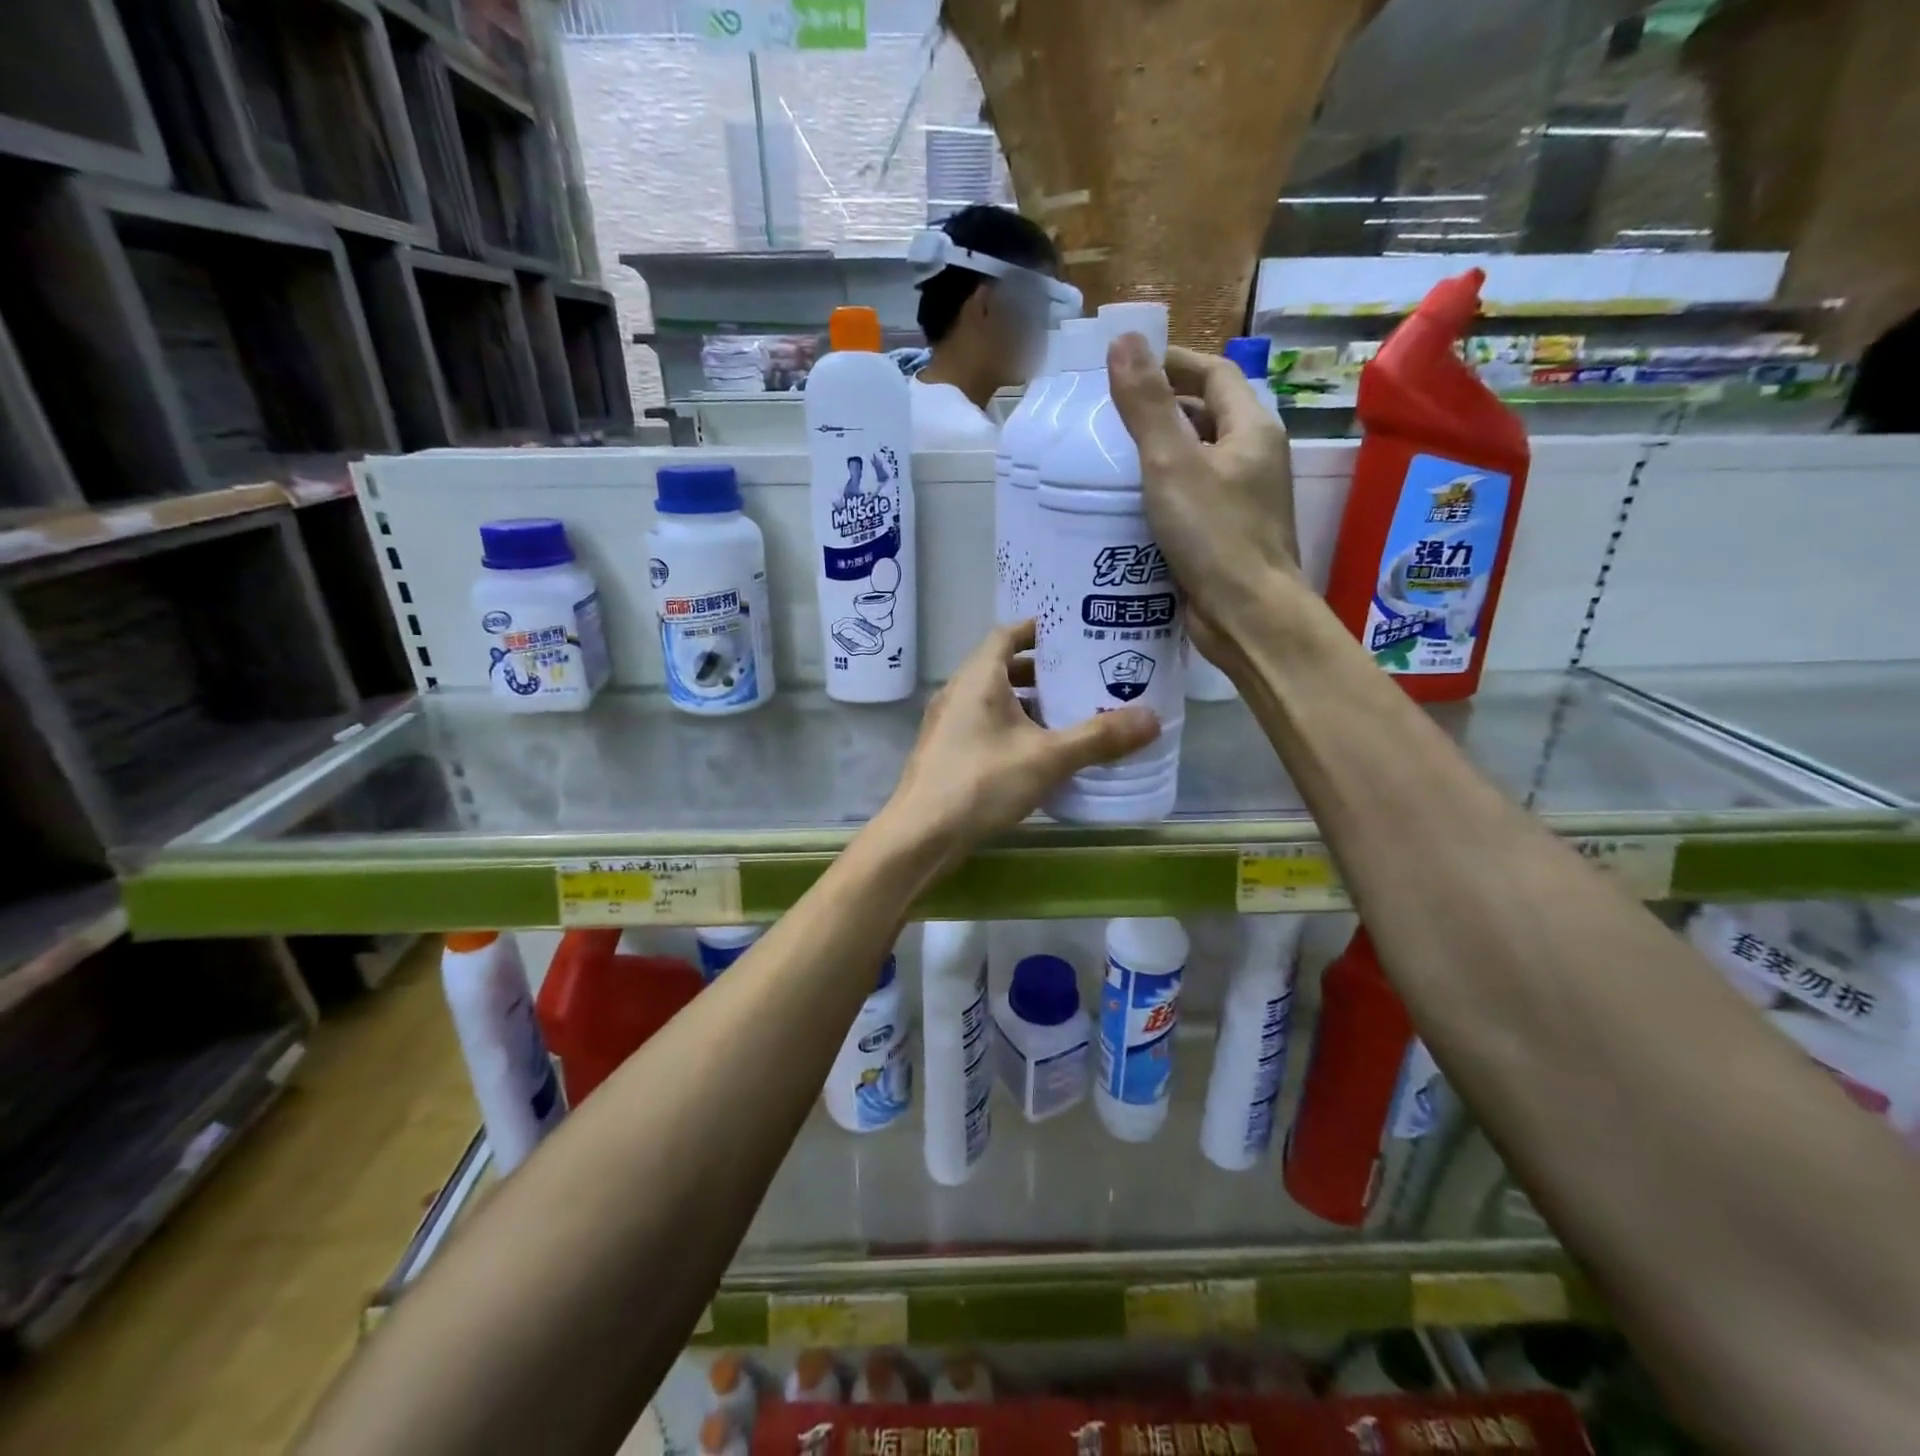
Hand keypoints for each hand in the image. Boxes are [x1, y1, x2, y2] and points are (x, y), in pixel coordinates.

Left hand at [878, 621, 1159, 869]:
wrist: (922, 835)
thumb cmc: (982, 782)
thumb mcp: (1048, 757)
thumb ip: (1099, 737)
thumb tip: (1152, 719)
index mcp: (978, 677)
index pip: (1008, 633)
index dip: (1039, 630)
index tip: (1074, 635)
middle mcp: (958, 692)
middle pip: (1003, 667)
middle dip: (1043, 672)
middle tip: (1083, 678)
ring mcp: (948, 724)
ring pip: (994, 701)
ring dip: (1029, 704)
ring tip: (1070, 715)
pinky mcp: (946, 753)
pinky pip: (985, 727)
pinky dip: (1013, 729)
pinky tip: (1040, 753)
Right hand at [1107, 335, 1299, 665]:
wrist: (1247, 615)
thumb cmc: (1214, 535)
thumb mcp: (1172, 463)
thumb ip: (1147, 405)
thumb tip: (1125, 339)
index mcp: (1252, 431)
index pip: (1216, 375)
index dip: (1176, 363)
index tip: (1132, 365)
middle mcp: (1255, 460)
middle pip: (1209, 418)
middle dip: (1165, 410)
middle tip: (1114, 416)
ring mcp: (1244, 501)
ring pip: (1200, 462)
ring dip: (1162, 455)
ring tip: (1114, 460)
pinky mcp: (1228, 537)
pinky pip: (1194, 500)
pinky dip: (1165, 495)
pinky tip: (1132, 508)